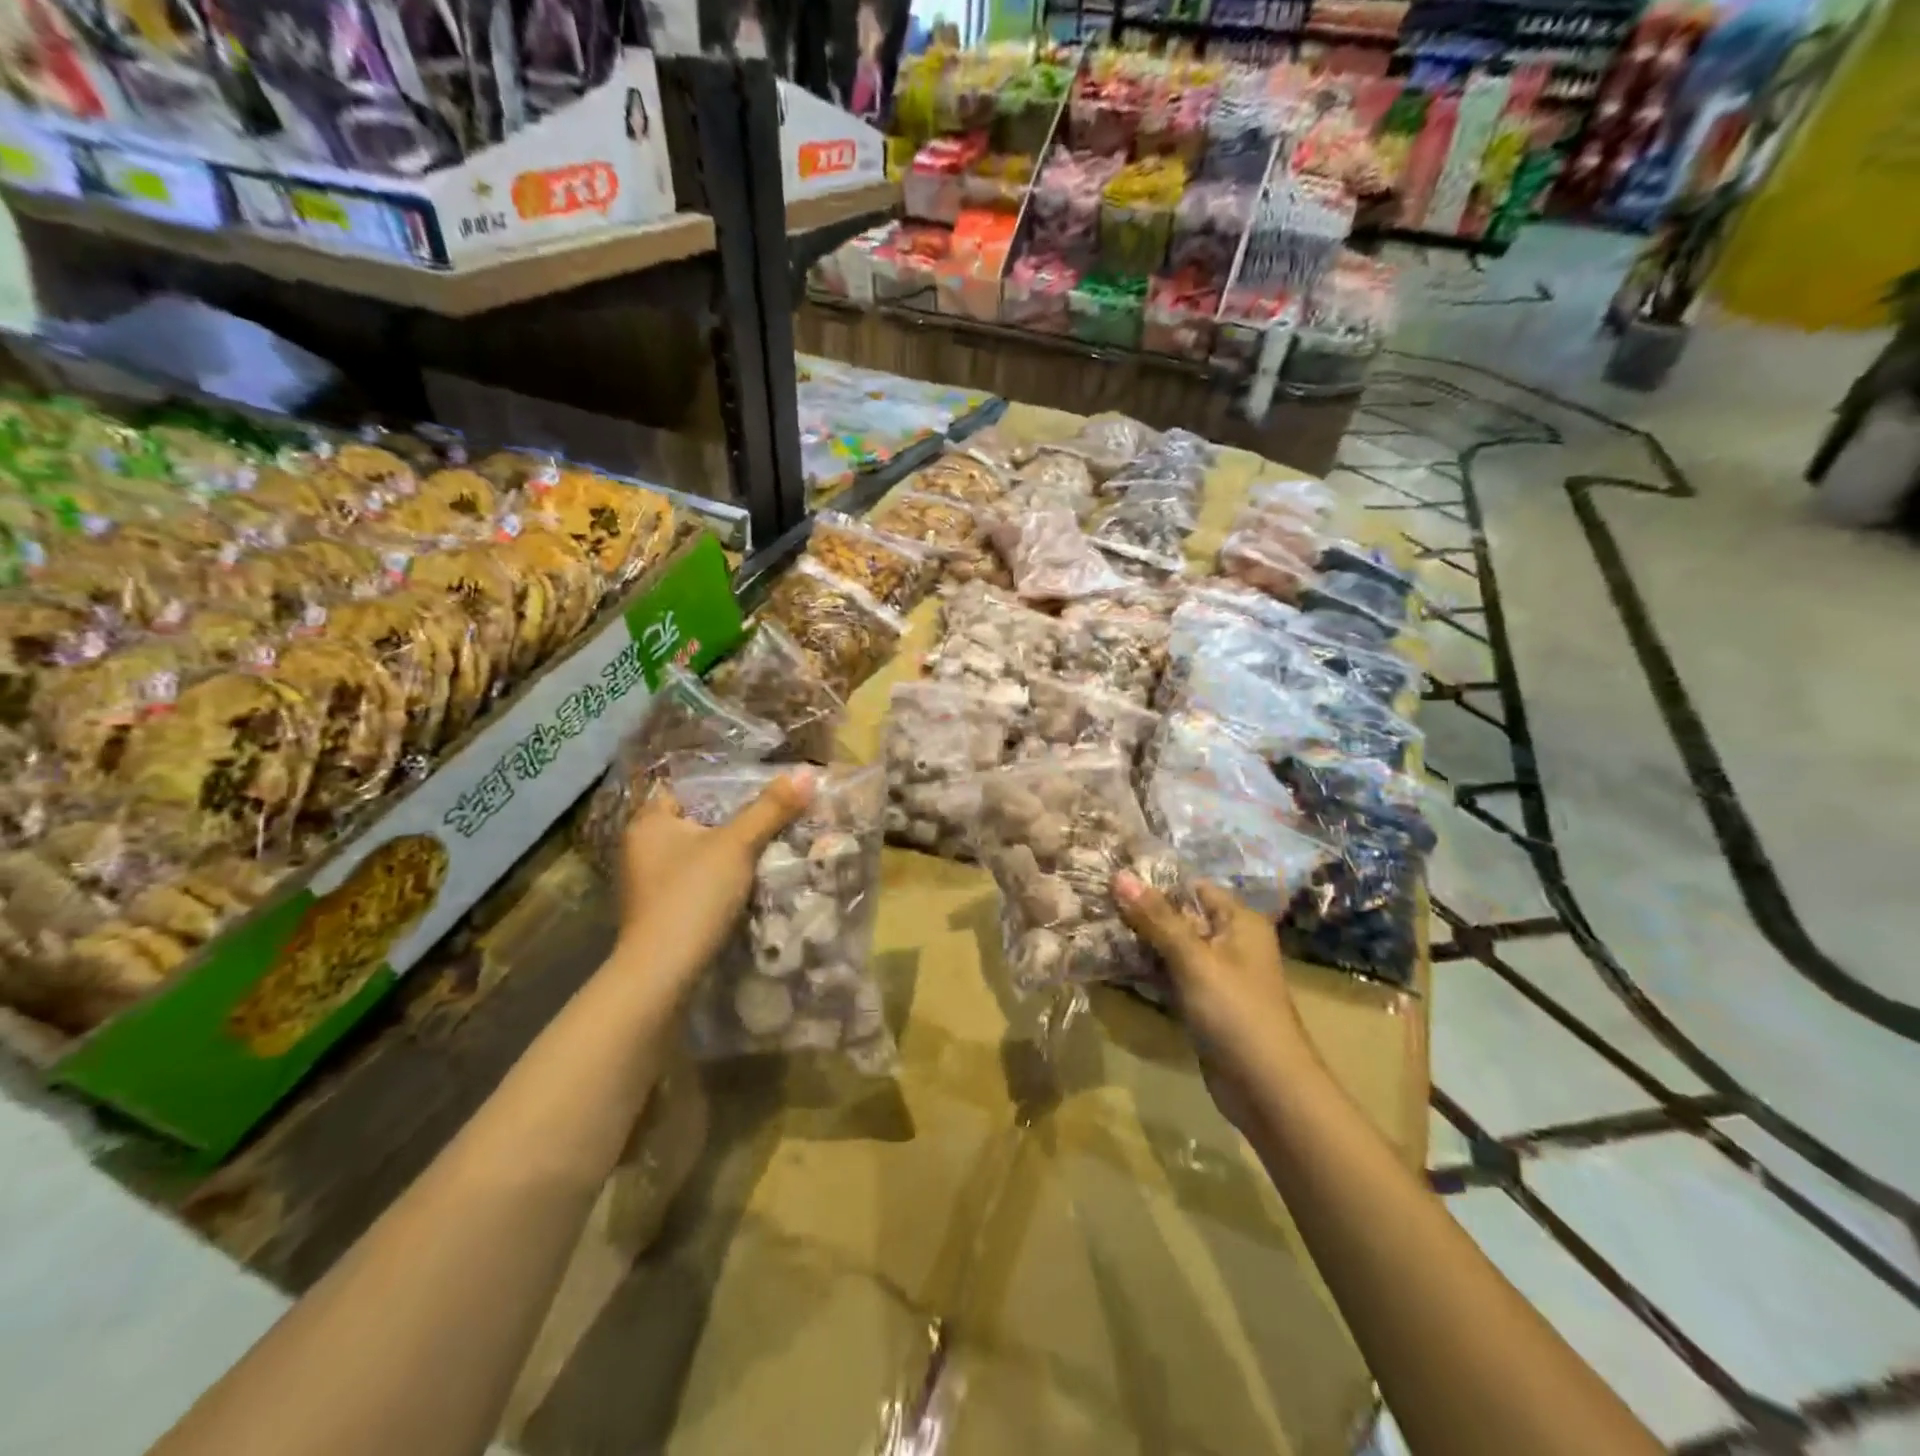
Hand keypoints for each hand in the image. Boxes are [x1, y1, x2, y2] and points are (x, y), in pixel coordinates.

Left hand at [616, 770, 814, 993]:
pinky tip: (745, 883)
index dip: (719, 785)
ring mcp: (647, 883)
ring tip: (766, 845)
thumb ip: (770, 808)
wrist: (663, 971)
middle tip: (771, 815)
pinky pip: (694, 881)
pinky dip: (717, 879)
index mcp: (648, 823)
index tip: (756, 788)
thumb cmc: (693, 895)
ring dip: (725, 853)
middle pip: (694, 822)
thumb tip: (806, 773)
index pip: (684, 788)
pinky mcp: (659, 911)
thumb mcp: (738, 845)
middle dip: (729, 821)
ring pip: (695, 854)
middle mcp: (640, 848)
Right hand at [1114, 873, 1312, 1119]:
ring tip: (1093, 927)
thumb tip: (1120, 875)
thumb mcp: (1193, 959)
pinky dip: (1145, 969)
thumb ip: (1156, 918)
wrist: (1267, 1090)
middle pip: (1178, 917)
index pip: (1191, 887)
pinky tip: (1110, 962)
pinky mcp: (1202, 1003)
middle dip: (1139, 912)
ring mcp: (1215, 975)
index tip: (1110, 877)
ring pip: (1170, 947)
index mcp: (1239, 921)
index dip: (1153, 882)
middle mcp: (1229, 941)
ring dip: (1138, 941)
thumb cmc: (1236, 1012)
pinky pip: (1169, 975)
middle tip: (1093, 902)